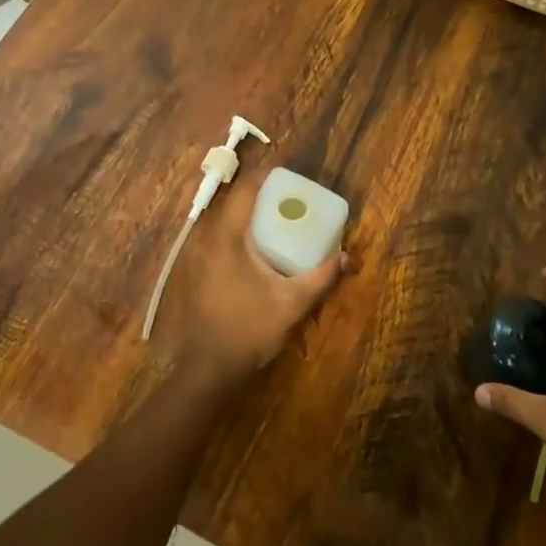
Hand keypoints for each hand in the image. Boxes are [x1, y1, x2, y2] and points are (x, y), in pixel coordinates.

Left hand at [156, 173, 345, 383]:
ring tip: (281, 219)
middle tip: (293, 198)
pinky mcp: (199, 269)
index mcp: (228, 237)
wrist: (207, 369)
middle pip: (236, 201)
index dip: (268, 175)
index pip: (246, 189)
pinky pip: (222, 237)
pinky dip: (242, 233)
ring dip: (252, 214)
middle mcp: (209, 238)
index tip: (292, 175)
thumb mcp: (291, 303)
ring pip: (227, 220)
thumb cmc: (247, 330)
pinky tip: (261, 249)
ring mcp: (199, 254)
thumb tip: (346, 257)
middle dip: (264, 194)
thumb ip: (320, 278)